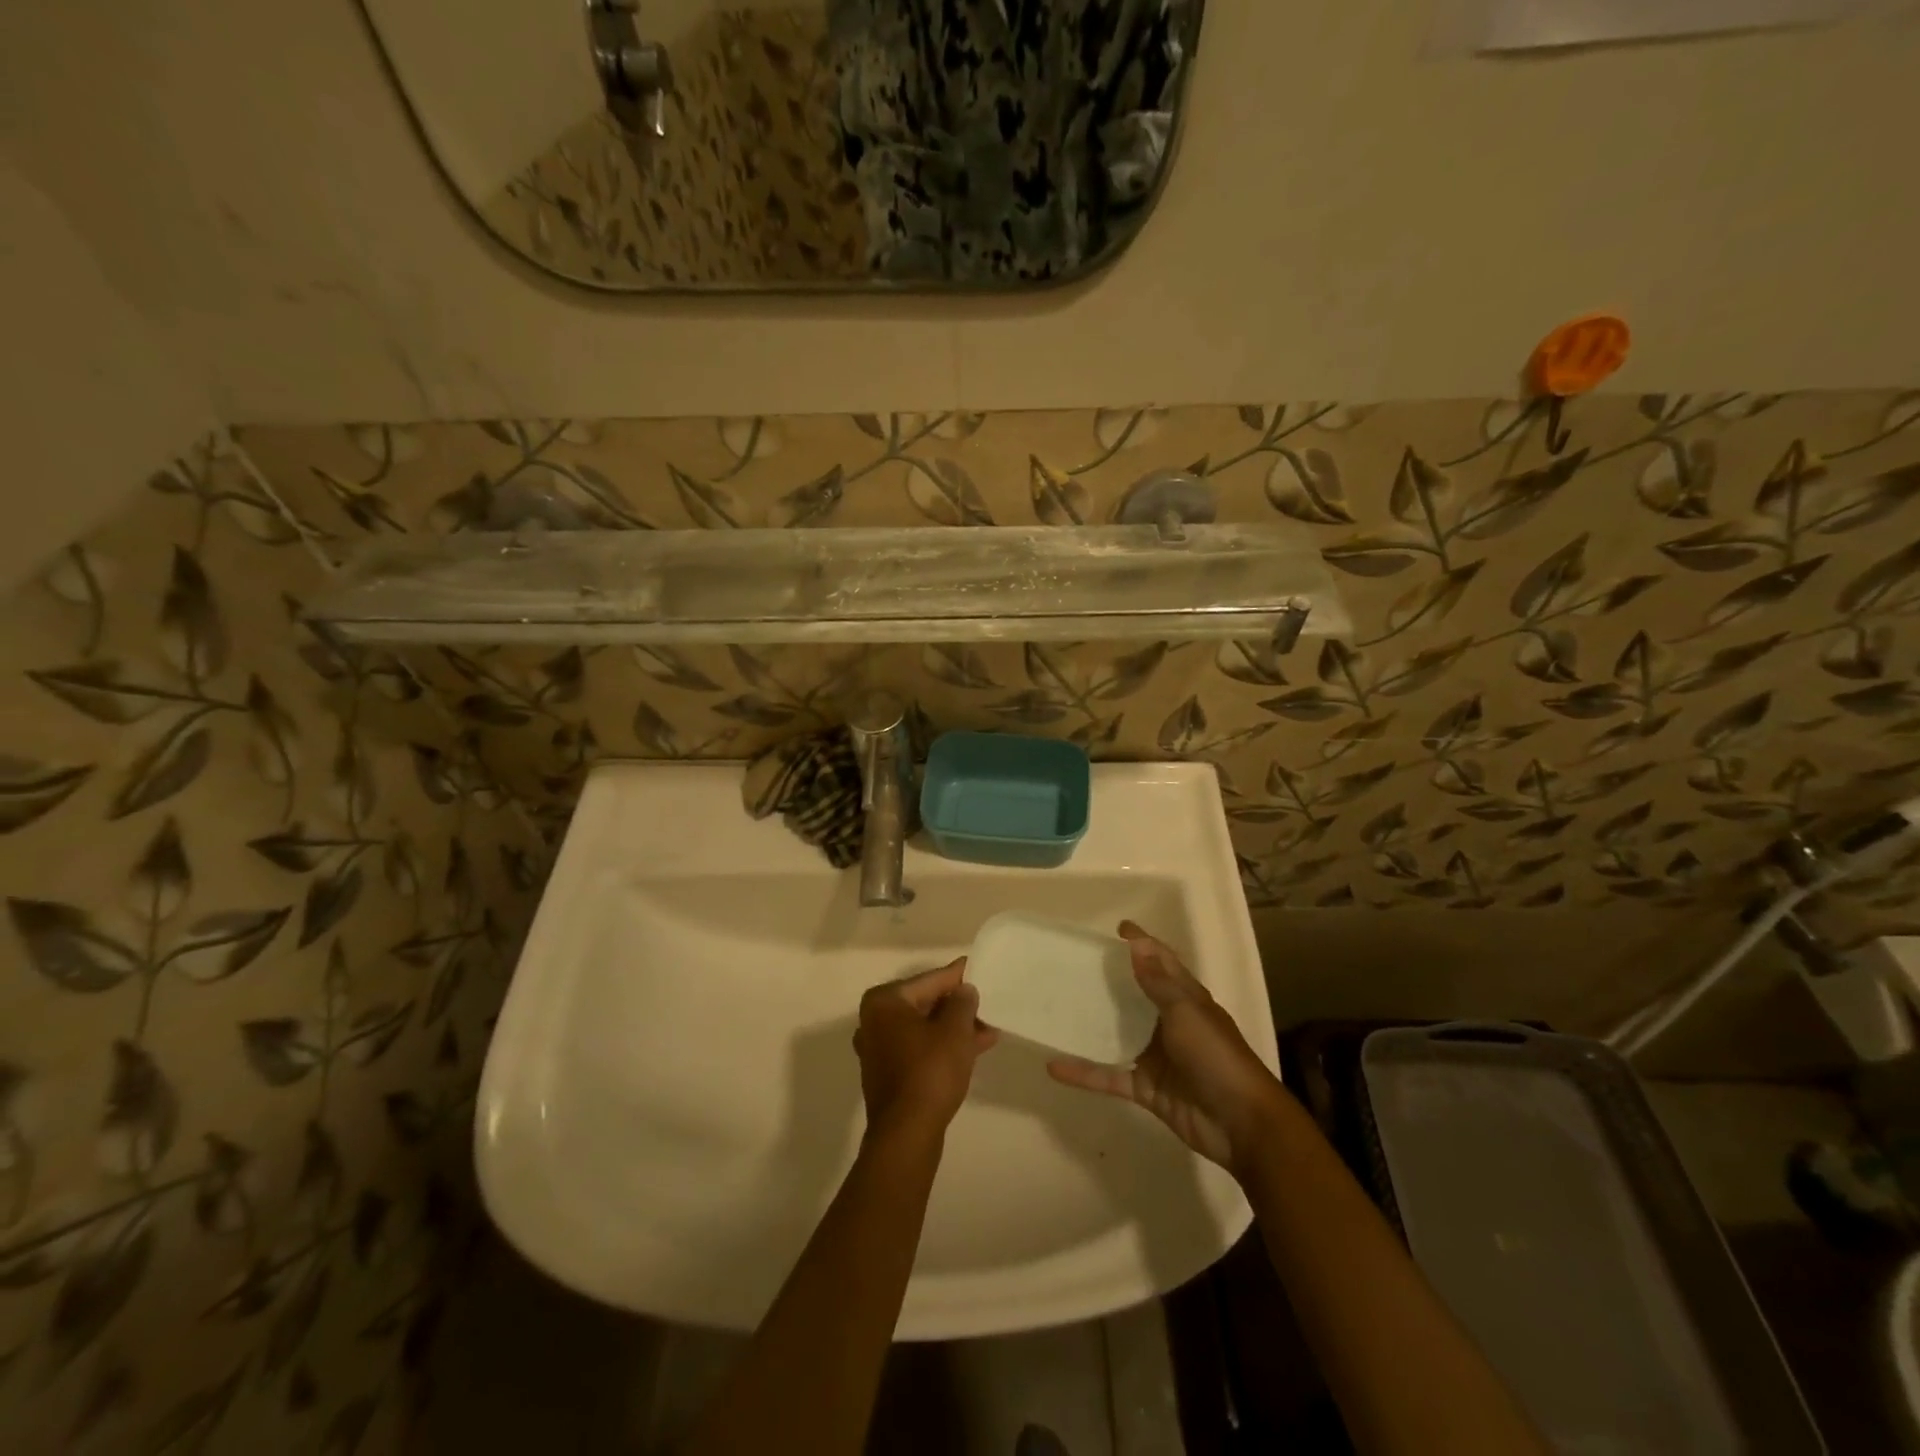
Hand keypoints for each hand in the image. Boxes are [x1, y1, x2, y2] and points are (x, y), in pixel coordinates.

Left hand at [854, 959, 997, 1142]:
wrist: (907, 1134)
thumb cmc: (930, 1072)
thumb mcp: (955, 1030)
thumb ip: (962, 1002)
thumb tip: (964, 990)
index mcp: (885, 1001)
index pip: (930, 980)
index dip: (958, 976)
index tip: (978, 967)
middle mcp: (874, 1020)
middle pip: (925, 1003)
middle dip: (958, 1006)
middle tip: (988, 1003)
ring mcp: (879, 1048)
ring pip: (924, 1028)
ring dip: (955, 1028)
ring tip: (989, 1029)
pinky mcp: (887, 1073)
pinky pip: (920, 1048)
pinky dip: (943, 1046)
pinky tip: (974, 1049)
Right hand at [1047, 922, 1285, 1174]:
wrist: (1241, 1124)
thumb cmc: (1216, 1057)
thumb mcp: (1187, 1013)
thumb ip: (1158, 983)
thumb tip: (1137, 945)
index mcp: (1187, 1000)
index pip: (1163, 962)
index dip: (1143, 944)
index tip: (1117, 929)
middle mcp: (1170, 1023)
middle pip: (1136, 995)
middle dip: (1110, 980)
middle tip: (1074, 965)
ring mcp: (1157, 1057)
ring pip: (1118, 1034)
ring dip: (1093, 1024)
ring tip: (1059, 1008)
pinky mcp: (1146, 1088)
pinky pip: (1109, 1075)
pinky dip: (1084, 1073)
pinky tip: (1054, 1067)